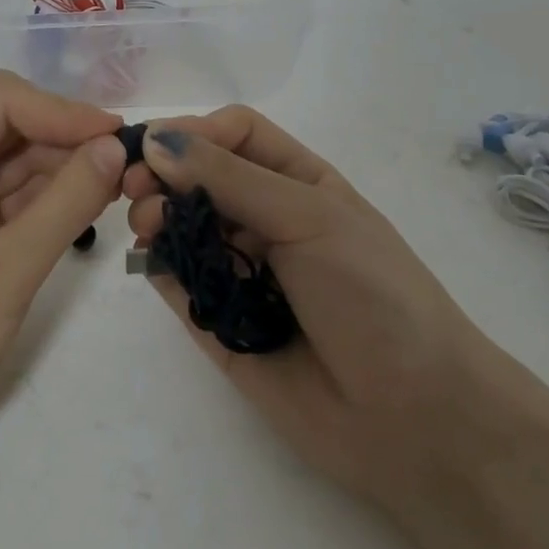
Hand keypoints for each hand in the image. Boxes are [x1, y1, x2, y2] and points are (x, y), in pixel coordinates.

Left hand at [0, 71, 126, 462]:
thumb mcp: (6, 273)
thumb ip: (66, 203)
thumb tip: (117, 146)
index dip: (61, 110)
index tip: (117, 138)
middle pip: (6, 127)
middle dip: (66, 138)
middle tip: (128, 166)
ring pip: (12, 163)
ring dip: (62, 168)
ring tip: (119, 185)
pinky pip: (8, 200)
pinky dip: (48, 200)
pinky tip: (87, 208)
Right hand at [123, 106, 480, 508]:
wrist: (415, 416)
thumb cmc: (372, 293)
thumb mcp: (308, 217)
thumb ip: (229, 177)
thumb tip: (155, 140)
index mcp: (298, 182)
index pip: (234, 134)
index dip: (194, 132)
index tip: (153, 147)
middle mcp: (265, 219)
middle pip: (200, 178)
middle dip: (164, 174)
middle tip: (134, 190)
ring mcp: (240, 271)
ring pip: (183, 227)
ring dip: (156, 217)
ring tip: (146, 227)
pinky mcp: (219, 322)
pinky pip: (178, 283)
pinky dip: (158, 266)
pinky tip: (151, 261)